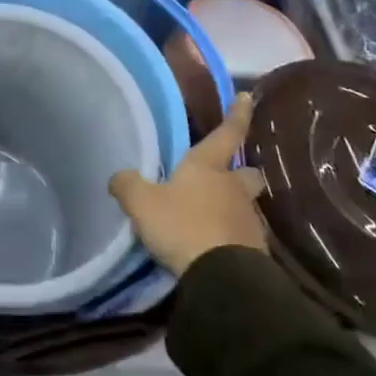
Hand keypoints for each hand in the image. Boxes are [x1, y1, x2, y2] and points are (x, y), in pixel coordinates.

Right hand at [109, 92, 267, 276]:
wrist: (224, 278)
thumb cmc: (183, 226)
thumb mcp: (141, 203)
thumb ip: (128, 185)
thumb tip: (119, 177)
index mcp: (208, 166)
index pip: (227, 132)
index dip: (236, 114)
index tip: (246, 97)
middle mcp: (233, 187)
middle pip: (247, 172)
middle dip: (241, 171)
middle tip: (229, 175)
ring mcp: (249, 219)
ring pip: (246, 204)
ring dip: (234, 206)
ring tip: (213, 216)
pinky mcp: (256, 251)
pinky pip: (244, 234)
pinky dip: (232, 235)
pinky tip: (216, 245)